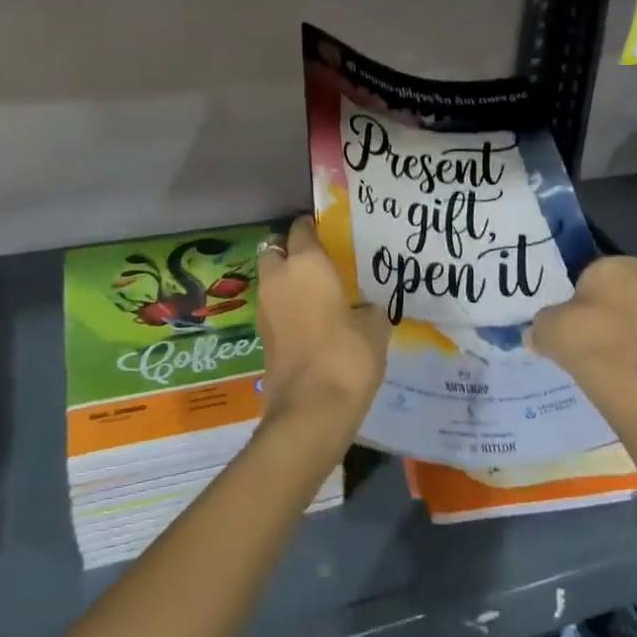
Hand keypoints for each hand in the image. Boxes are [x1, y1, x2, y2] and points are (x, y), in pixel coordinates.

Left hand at [256, 216, 389, 444]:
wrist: (311, 410)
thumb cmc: (347, 355)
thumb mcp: (375, 327)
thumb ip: (369, 309)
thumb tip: (364, 309)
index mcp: (306, 262)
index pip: (301, 228)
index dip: (312, 227)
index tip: (327, 232)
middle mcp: (279, 277)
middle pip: (275, 249)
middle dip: (289, 250)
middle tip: (315, 261)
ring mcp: (265, 307)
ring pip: (270, 278)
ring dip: (284, 280)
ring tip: (313, 291)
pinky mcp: (261, 335)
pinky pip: (272, 307)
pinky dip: (284, 307)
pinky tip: (308, 319)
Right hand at [527, 255, 636, 406]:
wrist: (627, 384)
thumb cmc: (584, 337)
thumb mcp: (547, 327)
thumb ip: (543, 325)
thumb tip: (535, 333)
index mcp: (618, 269)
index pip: (616, 265)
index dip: (602, 280)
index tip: (586, 298)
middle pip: (634, 292)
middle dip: (620, 305)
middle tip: (595, 325)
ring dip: (635, 331)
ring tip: (610, 353)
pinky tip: (626, 373)